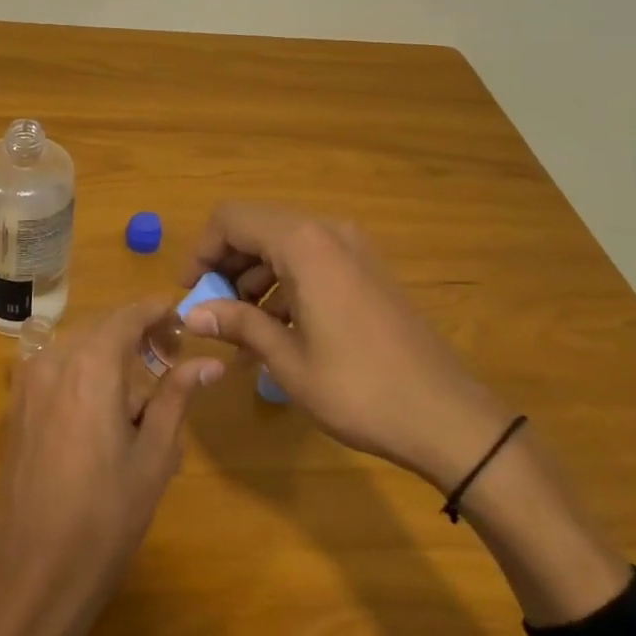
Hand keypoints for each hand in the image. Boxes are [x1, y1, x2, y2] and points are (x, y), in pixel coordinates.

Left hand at [0, 301, 221, 635]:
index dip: (159, 312)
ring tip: (139, 397)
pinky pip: (55, 372)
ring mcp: (27, 383)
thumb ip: (176, 397)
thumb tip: (209, 363)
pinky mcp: (14, 408)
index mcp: (91, 364)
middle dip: (137, 335)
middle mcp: (53, 360)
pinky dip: (83, 376)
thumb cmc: (105, 516)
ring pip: (77, 348)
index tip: (185, 323)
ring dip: (110, 357)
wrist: (33, 573)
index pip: (129, 314)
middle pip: (102, 328)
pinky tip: (102, 415)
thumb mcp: (153, 455)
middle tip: (171, 361)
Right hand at [182, 204, 510, 491]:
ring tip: (241, 325)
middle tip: (211, 310)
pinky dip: (284, 281)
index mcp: (304, 244)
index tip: (189, 292)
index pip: (232, 219)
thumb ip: (238, 324)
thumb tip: (192, 314)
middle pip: (257, 226)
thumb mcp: (288, 359)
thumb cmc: (358, 388)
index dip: (201, 250)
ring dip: (253, 274)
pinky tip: (278, 326)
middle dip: (225, 263)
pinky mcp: (368, 268)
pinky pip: (311, 259)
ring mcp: (353, 248)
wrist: (446, 415)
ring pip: (284, 243)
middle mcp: (328, 232)